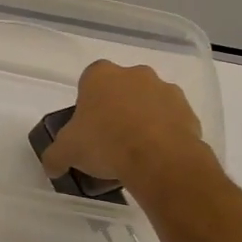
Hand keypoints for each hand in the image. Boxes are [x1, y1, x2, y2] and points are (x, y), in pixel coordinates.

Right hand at [42, 59, 213, 193]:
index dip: (87, 101)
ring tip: (135, 150)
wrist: (160, 160)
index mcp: (101, 76)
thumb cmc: (105, 143)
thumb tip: (52, 167)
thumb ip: (55, 156)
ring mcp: (166, 90)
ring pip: (148, 102)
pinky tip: (155, 156)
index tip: (86, 123)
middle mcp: (135, 74)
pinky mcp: (189, 111)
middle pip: (121, 88)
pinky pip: (171, 120)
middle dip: (116, 107)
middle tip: (108, 137)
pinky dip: (164, 133)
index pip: (89, 79)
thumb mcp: (67, 152)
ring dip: (142, 118)